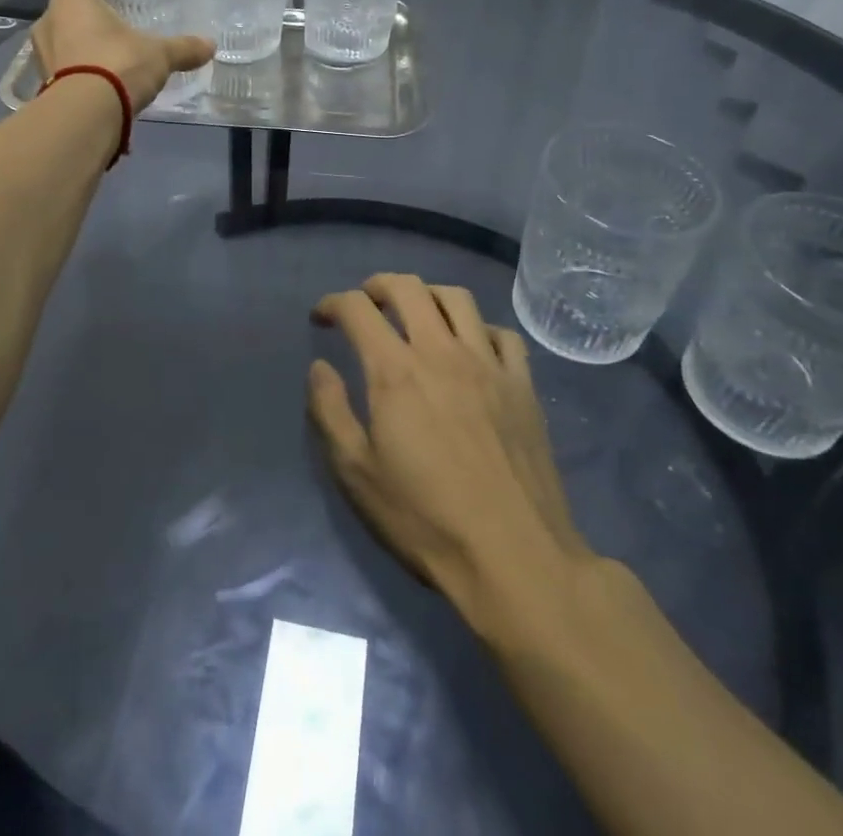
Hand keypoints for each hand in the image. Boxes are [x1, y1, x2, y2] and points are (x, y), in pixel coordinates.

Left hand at [31, 0, 214, 110]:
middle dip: (88, 9)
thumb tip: (210, 45)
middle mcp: (49, 21)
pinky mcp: (44, 84)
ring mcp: (41, 55)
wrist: (85, 117)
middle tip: (114, 16)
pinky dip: (77, 69)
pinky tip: (100, 79)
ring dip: (80, 40)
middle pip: (66, 5)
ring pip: (60, 37)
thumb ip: (183, 48)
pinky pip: (61, 67)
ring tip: (108, 49)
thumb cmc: (118, 65)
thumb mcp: (159, 55)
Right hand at [308, 274, 597, 609]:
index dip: (332, 303)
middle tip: (365, 302)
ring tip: (416, 311)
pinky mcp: (523, 385)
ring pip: (457, 298)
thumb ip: (330, 411)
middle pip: (408, 288)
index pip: (357, 309)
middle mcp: (441, 352)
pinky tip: (472, 346)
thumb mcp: (357, 474)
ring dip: (427, 294)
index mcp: (395, 371)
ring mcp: (488, 365)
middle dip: (378, 285)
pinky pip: (503, 333)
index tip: (321, 318)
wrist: (514, 558)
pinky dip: (479, 327)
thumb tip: (320, 367)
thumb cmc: (426, 520)